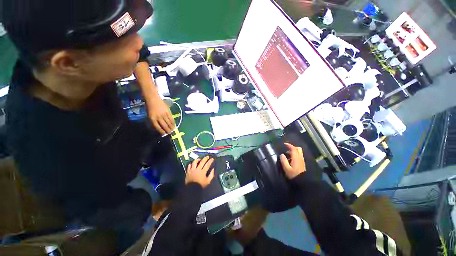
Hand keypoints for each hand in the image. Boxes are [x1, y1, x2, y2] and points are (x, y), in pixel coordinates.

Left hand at [147, 98, 175, 134]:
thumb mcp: (150, 115)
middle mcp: (158, 117)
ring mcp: (164, 114)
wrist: (153, 99)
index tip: (164, 134)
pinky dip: (173, 122)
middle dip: (168, 130)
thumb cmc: (150, 107)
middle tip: (170, 133)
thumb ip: (154, 121)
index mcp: (152, 119)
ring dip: (171, 127)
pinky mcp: (168, 112)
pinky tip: (174, 125)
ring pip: (168, 122)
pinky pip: (171, 118)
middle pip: (164, 125)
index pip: (158, 127)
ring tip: (173, 130)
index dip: (162, 131)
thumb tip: (160, 127)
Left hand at [185, 156, 214, 187]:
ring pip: (195, 162)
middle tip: (207, 156)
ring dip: (198, 159)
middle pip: (202, 162)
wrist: (191, 189)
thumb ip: (211, 175)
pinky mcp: (188, 171)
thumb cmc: (200, 185)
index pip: (207, 164)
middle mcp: (197, 169)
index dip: (210, 161)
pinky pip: (189, 165)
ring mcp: (192, 170)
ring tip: (200, 159)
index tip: (212, 159)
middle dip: (205, 158)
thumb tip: (213, 169)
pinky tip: (193, 163)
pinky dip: (191, 164)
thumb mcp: (208, 181)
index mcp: (203, 172)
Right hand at [279, 143, 305, 178]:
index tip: (284, 144)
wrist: (302, 181)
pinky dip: (295, 154)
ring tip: (287, 154)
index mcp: (296, 158)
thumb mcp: (286, 168)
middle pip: (298, 149)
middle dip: (292, 147)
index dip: (289, 145)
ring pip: (299, 152)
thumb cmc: (293, 174)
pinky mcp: (302, 163)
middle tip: (286, 149)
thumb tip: (282, 155)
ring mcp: (302, 160)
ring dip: (294, 151)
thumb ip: (283, 161)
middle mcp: (300, 157)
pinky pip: (299, 155)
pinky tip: (291, 158)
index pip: (293, 149)